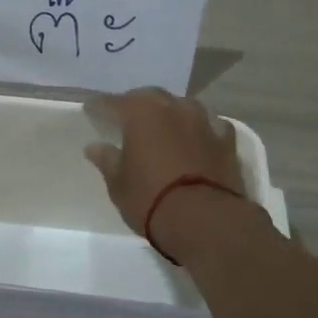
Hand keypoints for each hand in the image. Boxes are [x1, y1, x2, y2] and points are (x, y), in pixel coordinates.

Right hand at [84, 88, 248, 257]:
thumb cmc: (150, 198)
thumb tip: (94, 147)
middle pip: (150, 97)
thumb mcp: (118, 183)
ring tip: (163, 127)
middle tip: (126, 118)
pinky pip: (211, 125)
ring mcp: (203, 121)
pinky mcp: (226, 140)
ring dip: (170, 113)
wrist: (205, 220)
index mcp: (140, 112)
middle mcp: (173, 107)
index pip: (113, 102)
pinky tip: (198, 138)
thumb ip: (107, 160)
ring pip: (182, 106)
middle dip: (136, 104)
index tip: (91, 110)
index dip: (99, 107)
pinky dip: (201, 129)